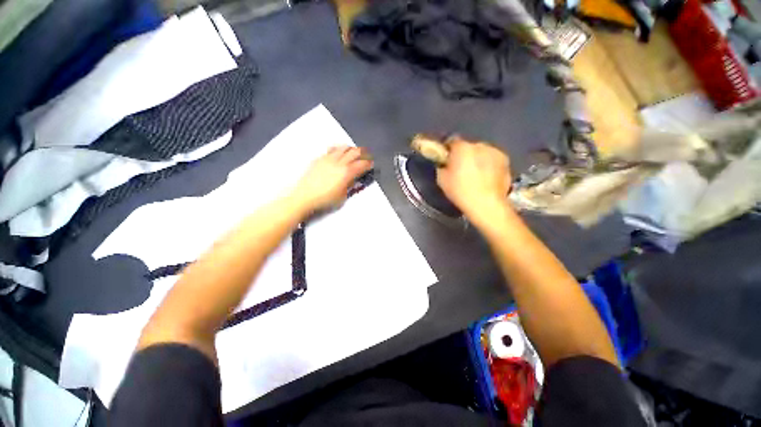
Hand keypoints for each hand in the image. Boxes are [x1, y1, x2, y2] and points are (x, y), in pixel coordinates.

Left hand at [291, 146, 372, 213]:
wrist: (304, 196)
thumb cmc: (325, 200)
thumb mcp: (342, 196)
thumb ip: (350, 186)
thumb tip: (353, 179)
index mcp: (347, 172)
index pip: (362, 164)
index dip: (369, 163)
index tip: (372, 164)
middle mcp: (339, 162)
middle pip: (355, 151)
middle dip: (363, 153)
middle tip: (366, 156)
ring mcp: (328, 158)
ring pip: (343, 147)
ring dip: (351, 149)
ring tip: (353, 153)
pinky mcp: (320, 159)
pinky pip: (332, 149)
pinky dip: (339, 150)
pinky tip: (338, 153)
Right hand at [436, 136, 511, 218]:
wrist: (486, 204)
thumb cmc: (460, 191)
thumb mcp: (442, 180)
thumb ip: (442, 167)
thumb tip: (445, 164)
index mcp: (462, 148)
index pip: (452, 142)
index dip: (449, 151)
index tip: (447, 159)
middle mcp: (479, 145)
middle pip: (469, 147)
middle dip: (465, 155)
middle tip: (462, 169)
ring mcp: (495, 152)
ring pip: (482, 153)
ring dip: (478, 159)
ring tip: (476, 175)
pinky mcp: (506, 161)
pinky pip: (493, 159)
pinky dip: (489, 165)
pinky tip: (487, 178)